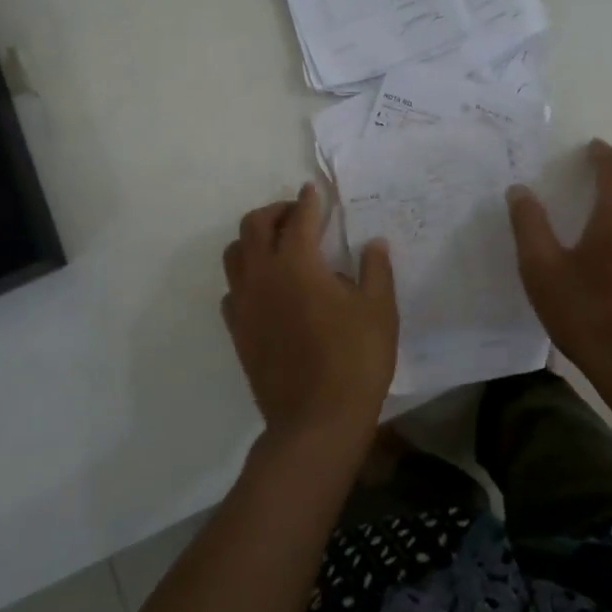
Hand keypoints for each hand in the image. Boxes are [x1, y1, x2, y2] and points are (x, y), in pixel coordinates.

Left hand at [222, 183, 397, 451]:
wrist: (316, 421)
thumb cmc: (355, 360)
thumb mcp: (379, 310)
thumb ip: (375, 269)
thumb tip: (373, 243)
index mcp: (297, 263)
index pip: (298, 218)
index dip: (308, 201)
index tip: (314, 191)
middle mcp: (262, 275)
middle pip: (254, 225)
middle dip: (275, 212)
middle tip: (297, 216)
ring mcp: (244, 304)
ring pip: (234, 254)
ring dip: (253, 240)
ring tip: (277, 247)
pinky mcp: (238, 331)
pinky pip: (232, 290)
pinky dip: (246, 278)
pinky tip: (267, 289)